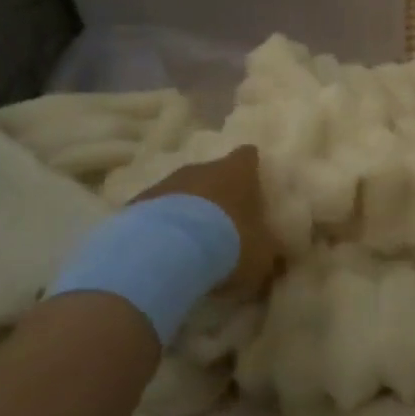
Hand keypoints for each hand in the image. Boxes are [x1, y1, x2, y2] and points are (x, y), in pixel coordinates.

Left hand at [137, 145, 279, 297]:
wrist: (163, 253)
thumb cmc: (225, 244)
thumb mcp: (262, 256)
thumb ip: (270, 253)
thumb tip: (278, 259)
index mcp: (237, 172)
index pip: (248, 156)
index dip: (252, 169)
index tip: (254, 186)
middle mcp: (201, 168)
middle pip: (213, 173)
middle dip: (217, 194)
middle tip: (223, 223)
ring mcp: (166, 183)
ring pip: (181, 191)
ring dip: (186, 210)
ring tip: (189, 243)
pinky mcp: (136, 204)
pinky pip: (154, 212)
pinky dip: (159, 226)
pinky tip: (161, 251)